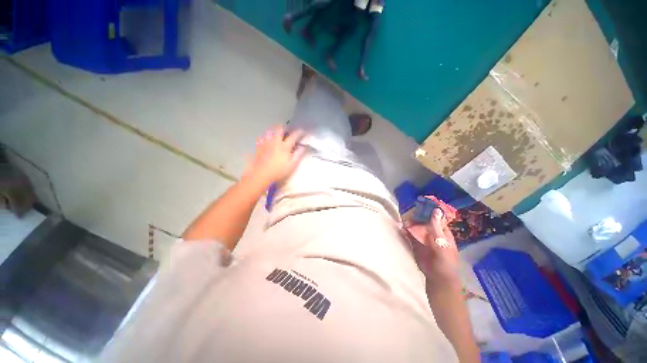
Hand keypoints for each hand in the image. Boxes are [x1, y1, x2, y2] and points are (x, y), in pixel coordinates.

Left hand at [244, 126, 306, 186]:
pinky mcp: (259, 146)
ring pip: (271, 131)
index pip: (293, 136)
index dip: (299, 132)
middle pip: (280, 129)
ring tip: (279, 133)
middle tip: (288, 129)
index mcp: (285, 146)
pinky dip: (267, 136)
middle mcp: (275, 142)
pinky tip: (268, 140)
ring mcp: (266, 143)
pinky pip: (263, 137)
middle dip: (285, 127)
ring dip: (276, 130)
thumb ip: (298, 155)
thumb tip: (304, 147)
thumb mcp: (292, 165)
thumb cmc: (278, 171)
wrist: (260, 174)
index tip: (302, 131)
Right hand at [406, 209, 459, 284]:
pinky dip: (405, 231)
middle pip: (424, 221)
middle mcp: (432, 233)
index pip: (436, 218)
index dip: (430, 210)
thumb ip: (436, 227)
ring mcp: (423, 239)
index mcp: (442, 232)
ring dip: (410, 223)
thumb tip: (436, 210)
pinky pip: (410, 235)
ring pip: (416, 227)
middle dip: (417, 216)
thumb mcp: (442, 242)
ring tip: (403, 219)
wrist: (437, 277)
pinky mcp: (416, 244)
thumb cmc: (445, 260)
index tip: (422, 202)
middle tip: (409, 209)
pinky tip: (401, 228)